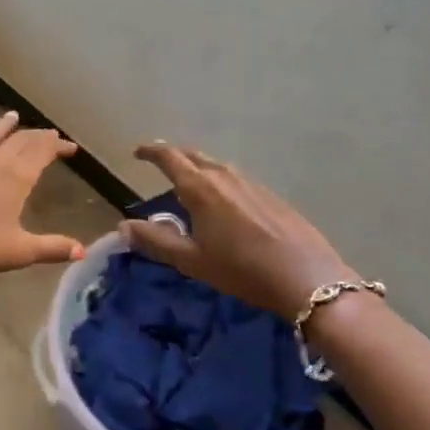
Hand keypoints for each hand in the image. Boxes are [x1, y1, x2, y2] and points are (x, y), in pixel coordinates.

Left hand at [0, 112, 86, 283]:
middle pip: (20, 139)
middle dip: (38, 135)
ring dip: (5, 126)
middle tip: (50, 135)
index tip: (70, 147)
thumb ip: (52, 248)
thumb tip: (82, 251)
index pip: (42, 150)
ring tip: (13, 117)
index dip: (58, 145)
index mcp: (15, 176)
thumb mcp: (17, 252)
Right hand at [120, 142, 351, 319]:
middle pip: (194, 156)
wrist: (306, 277)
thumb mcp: (191, 260)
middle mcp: (225, 177)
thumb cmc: (241, 269)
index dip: (151, 152)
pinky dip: (220, 182)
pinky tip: (224, 203)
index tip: (137, 153)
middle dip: (174, 156)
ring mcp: (252, 183)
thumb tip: (123, 226)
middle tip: (160, 164)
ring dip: (198, 169)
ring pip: (217, 166)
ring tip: (189, 183)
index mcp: (200, 188)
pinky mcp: (271, 195)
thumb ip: (155, 240)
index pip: (169, 157)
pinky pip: (236, 179)